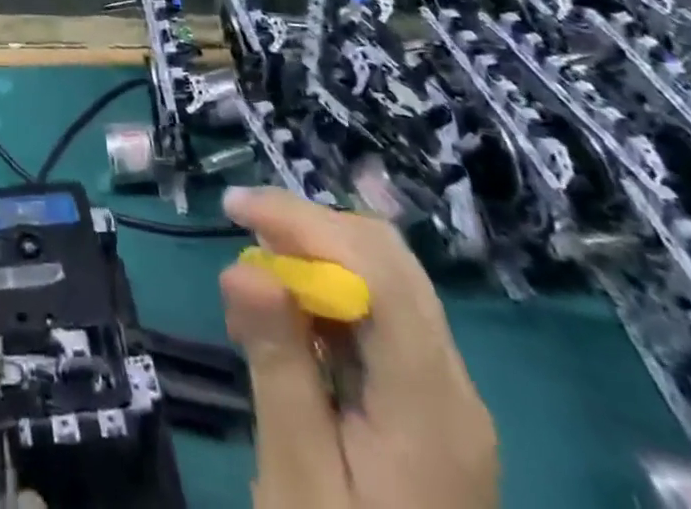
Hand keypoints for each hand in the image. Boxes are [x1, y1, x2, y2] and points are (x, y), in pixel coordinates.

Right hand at [219, 186, 497, 508]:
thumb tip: (244, 265)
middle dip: (310, 230)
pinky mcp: (434, 410)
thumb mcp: (298, 480)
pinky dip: (332, 296)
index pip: (379, 270)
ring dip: (319, 259)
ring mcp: (450, 399)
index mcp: (432, 407)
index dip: (305, 222)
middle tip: (244, 234)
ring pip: (388, 281)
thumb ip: (278, 366)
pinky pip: (385, 318)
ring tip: (257, 283)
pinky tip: (291, 324)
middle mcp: (456, 388)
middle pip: (390, 262)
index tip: (234, 209)